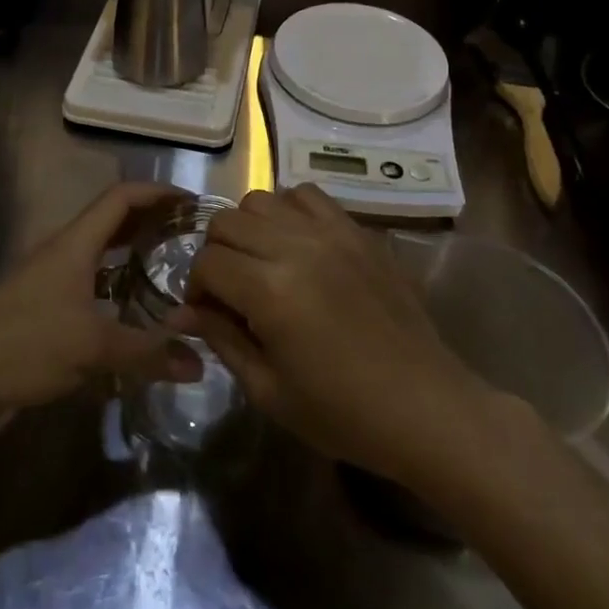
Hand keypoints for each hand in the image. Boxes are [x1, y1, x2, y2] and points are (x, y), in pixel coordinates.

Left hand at [0, 182, 203, 471]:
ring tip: (169, 263)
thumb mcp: (92, 349)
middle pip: (112, 219)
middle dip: (150, 219)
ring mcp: (51, 276)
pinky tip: (133, 305)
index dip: (157, 193)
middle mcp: (63, 250)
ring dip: (133, 248)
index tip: (192, 203)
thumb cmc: (25, 346)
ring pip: (100, 249)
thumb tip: (199, 363)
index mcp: (74, 243)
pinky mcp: (44, 303)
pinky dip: (116, 279)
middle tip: (189, 234)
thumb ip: (147, 353)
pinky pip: (90, 277)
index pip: (120, 197)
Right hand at [179, 184, 496, 488]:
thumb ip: (221, 339)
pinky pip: (308, 195)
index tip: (207, 315)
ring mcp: (332, 233)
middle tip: (231, 291)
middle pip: (227, 221)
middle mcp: (297, 247)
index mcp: (271, 290)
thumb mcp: (269, 390)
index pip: (207, 262)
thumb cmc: (344, 414)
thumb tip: (181, 313)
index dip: (197, 290)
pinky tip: (298, 245)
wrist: (428, 409)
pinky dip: (290, 211)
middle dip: (216, 254)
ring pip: (262, 199)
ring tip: (263, 263)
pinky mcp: (359, 231)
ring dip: (250, 228)